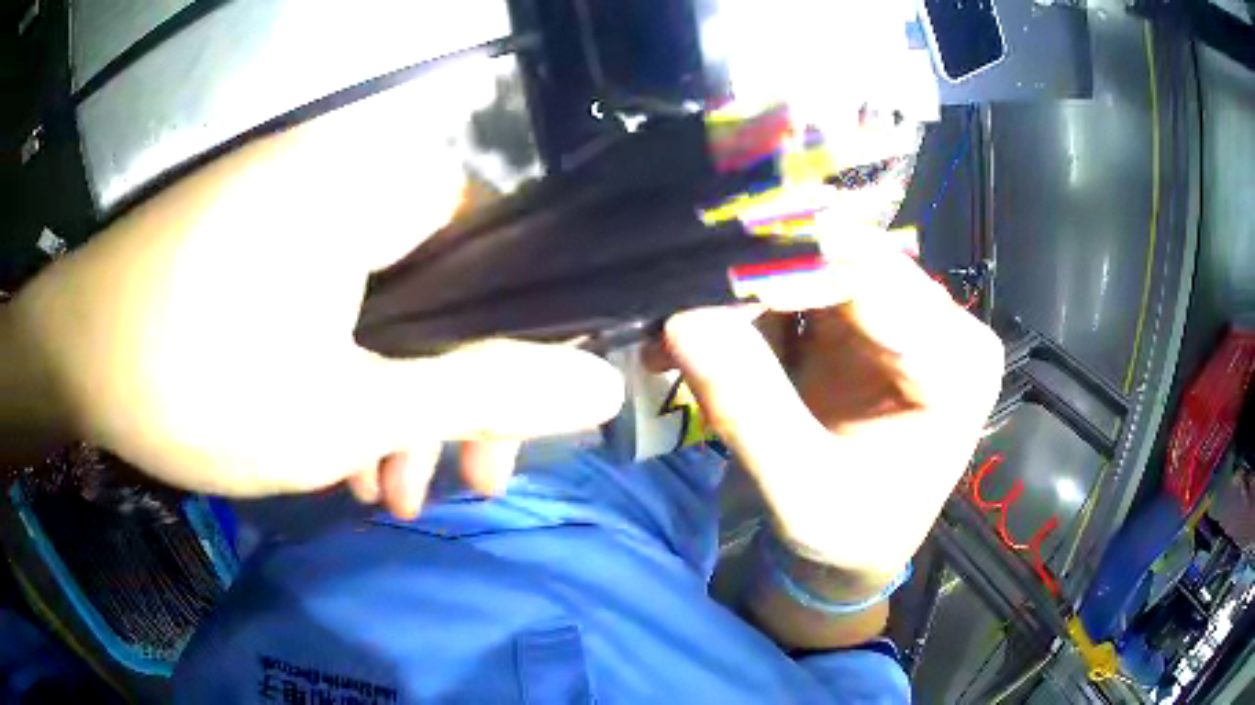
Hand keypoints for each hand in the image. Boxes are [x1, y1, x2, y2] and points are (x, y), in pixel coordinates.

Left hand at [5, 80, 621, 516]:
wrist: (72, 358)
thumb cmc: (198, 382)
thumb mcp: (350, 406)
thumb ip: (483, 392)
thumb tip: (601, 385)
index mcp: (381, 183)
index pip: (503, 250)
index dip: (517, 347)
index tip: (505, 433)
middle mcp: (347, 171)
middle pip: (439, 285)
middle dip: (445, 395)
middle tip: (450, 484)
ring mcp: (294, 198)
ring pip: (379, 303)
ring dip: (385, 399)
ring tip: (376, 488)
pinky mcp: (255, 229)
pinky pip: (327, 296)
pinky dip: (336, 369)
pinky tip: (326, 444)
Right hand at [664, 239, 1003, 580]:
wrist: (862, 543)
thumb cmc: (850, 532)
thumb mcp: (800, 491)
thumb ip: (750, 409)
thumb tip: (683, 320)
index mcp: (956, 366)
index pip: (876, 281)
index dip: (789, 267)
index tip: (709, 277)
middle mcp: (945, 323)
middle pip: (850, 258)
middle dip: (765, 268)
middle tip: (687, 288)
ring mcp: (912, 312)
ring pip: (826, 259)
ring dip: (756, 277)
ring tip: (694, 303)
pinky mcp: (877, 315)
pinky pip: (814, 278)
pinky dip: (762, 292)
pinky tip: (721, 313)